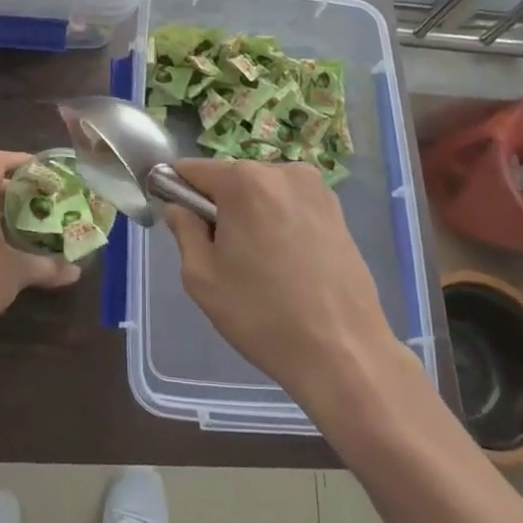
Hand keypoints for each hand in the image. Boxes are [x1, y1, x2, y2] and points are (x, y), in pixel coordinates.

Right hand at [163, 160, 394, 402]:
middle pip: (231, 179)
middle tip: (223, 256)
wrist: (344, 352)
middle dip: (219, 206)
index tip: (178, 222)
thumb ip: (184, 230)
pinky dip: (279, 222)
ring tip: (260, 264)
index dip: (177, 190)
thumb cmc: (262, 315)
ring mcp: (316, 188)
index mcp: (244, 181)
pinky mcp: (337, 209)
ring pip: (262, 191)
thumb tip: (180, 207)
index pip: (193, 169)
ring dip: (251, 215)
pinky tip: (287, 264)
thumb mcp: (202, 278)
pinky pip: (290, 204)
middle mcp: (282, 171)